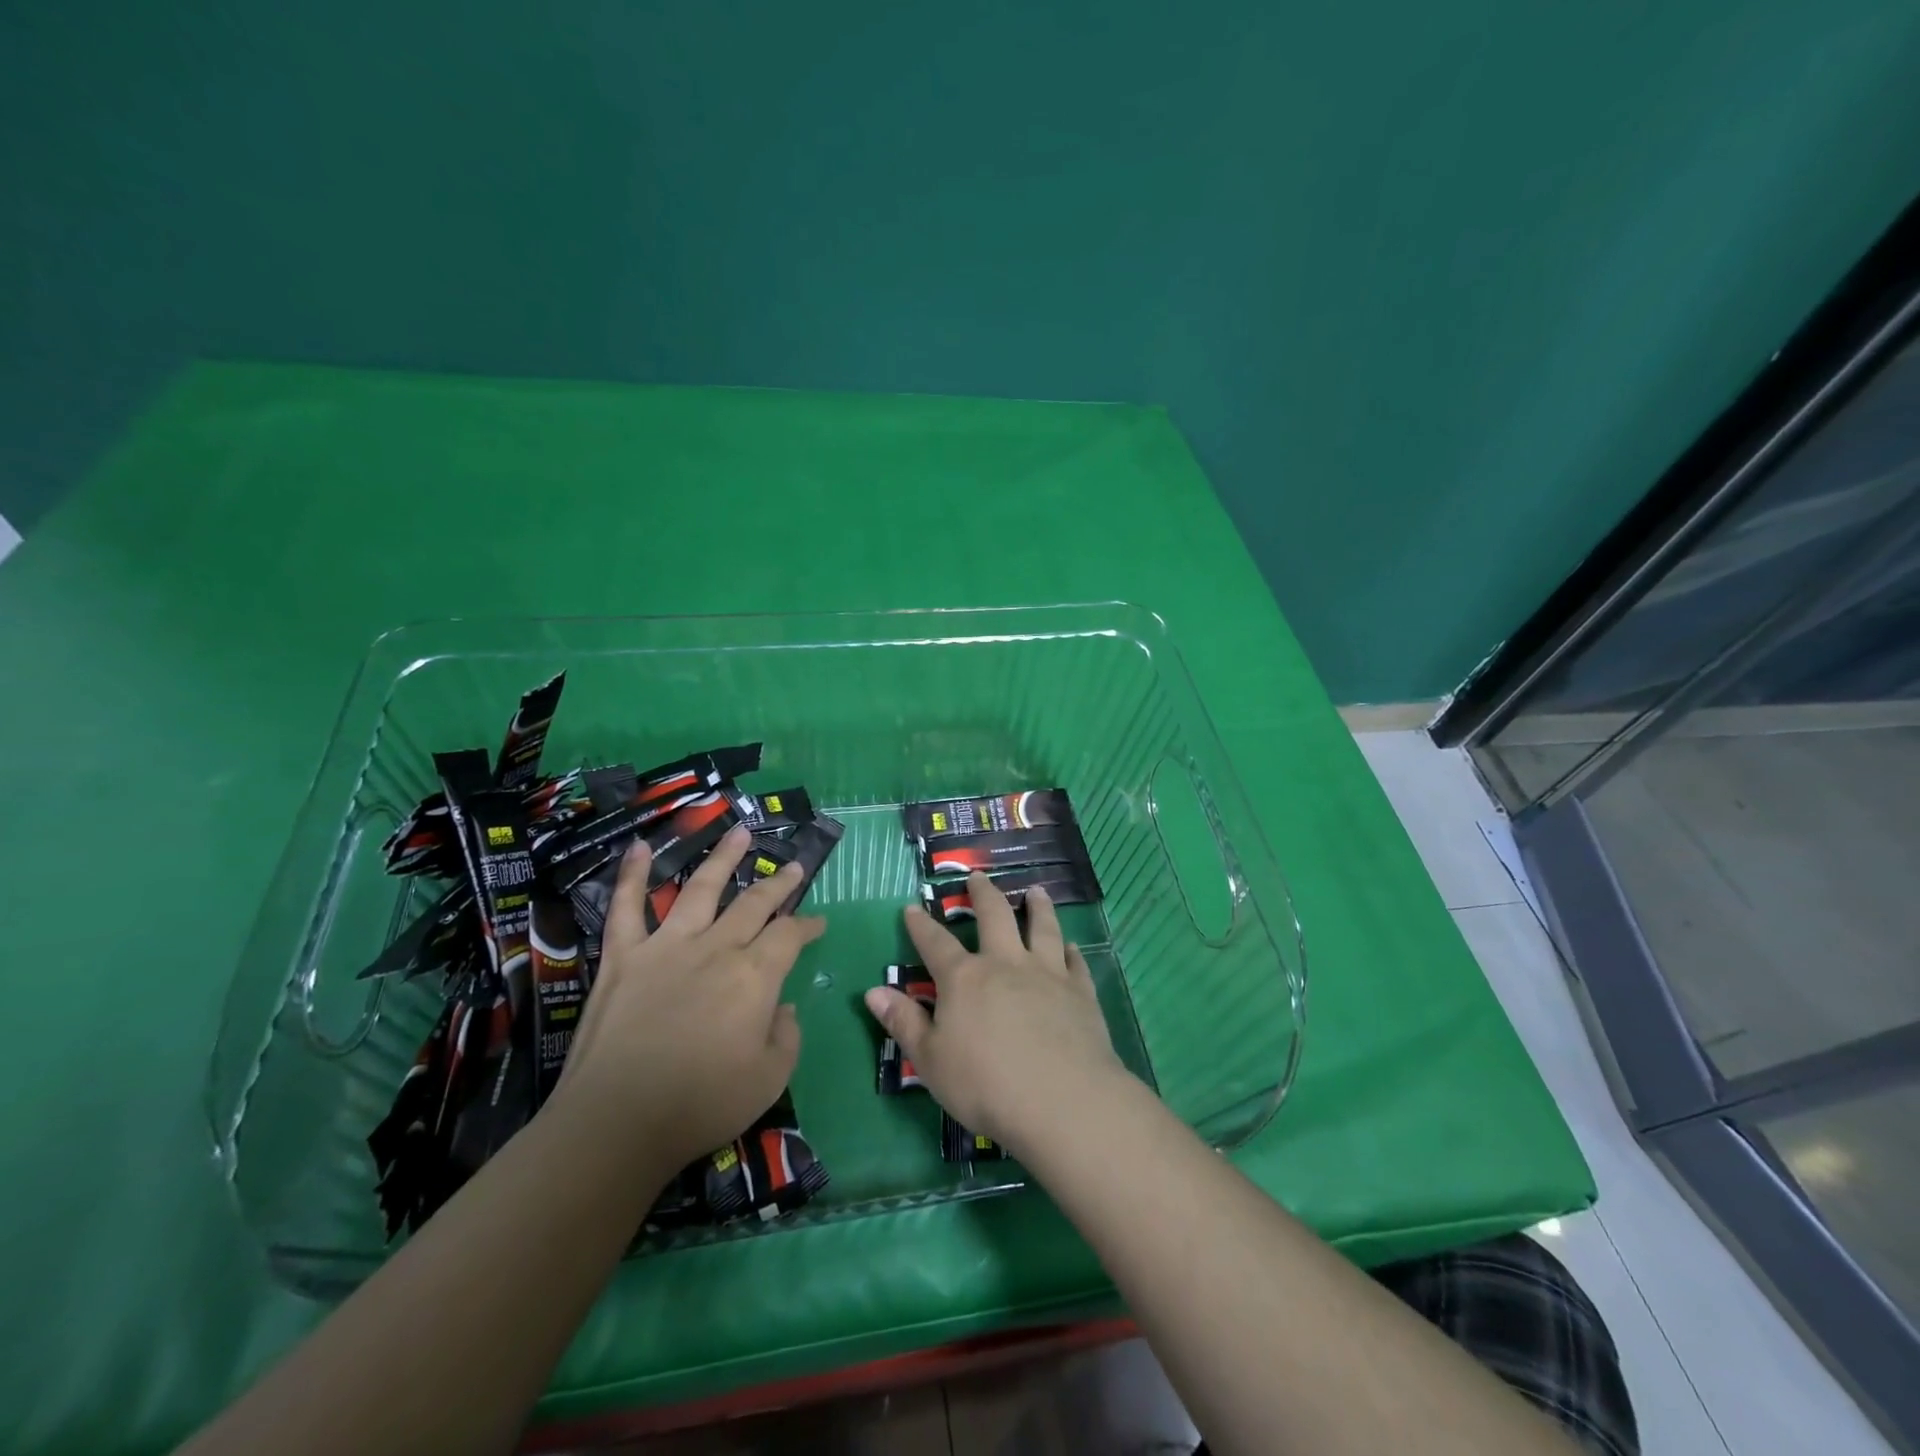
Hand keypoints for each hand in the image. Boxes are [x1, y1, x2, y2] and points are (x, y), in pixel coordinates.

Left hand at [550, 824, 824, 1170]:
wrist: (616, 1122)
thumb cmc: (701, 1104)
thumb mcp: (770, 1078)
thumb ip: (787, 1036)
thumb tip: (784, 1008)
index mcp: (755, 975)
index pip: (790, 935)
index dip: (808, 925)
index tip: (818, 921)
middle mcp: (716, 947)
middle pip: (754, 903)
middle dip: (779, 882)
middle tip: (794, 866)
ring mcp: (666, 946)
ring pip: (700, 888)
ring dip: (723, 857)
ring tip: (739, 832)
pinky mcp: (623, 956)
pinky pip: (626, 907)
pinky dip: (631, 875)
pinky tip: (638, 846)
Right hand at [863, 871, 1128, 1151]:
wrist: (1061, 1100)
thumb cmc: (985, 1085)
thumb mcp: (930, 1060)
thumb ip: (904, 1022)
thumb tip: (873, 991)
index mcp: (964, 979)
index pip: (935, 943)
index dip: (921, 925)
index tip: (912, 907)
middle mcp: (1005, 963)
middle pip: (994, 917)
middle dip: (983, 894)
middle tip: (978, 877)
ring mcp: (1047, 973)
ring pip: (1042, 927)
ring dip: (1037, 907)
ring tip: (1036, 892)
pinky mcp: (1080, 992)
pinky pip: (1074, 962)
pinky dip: (1071, 951)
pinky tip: (1072, 946)